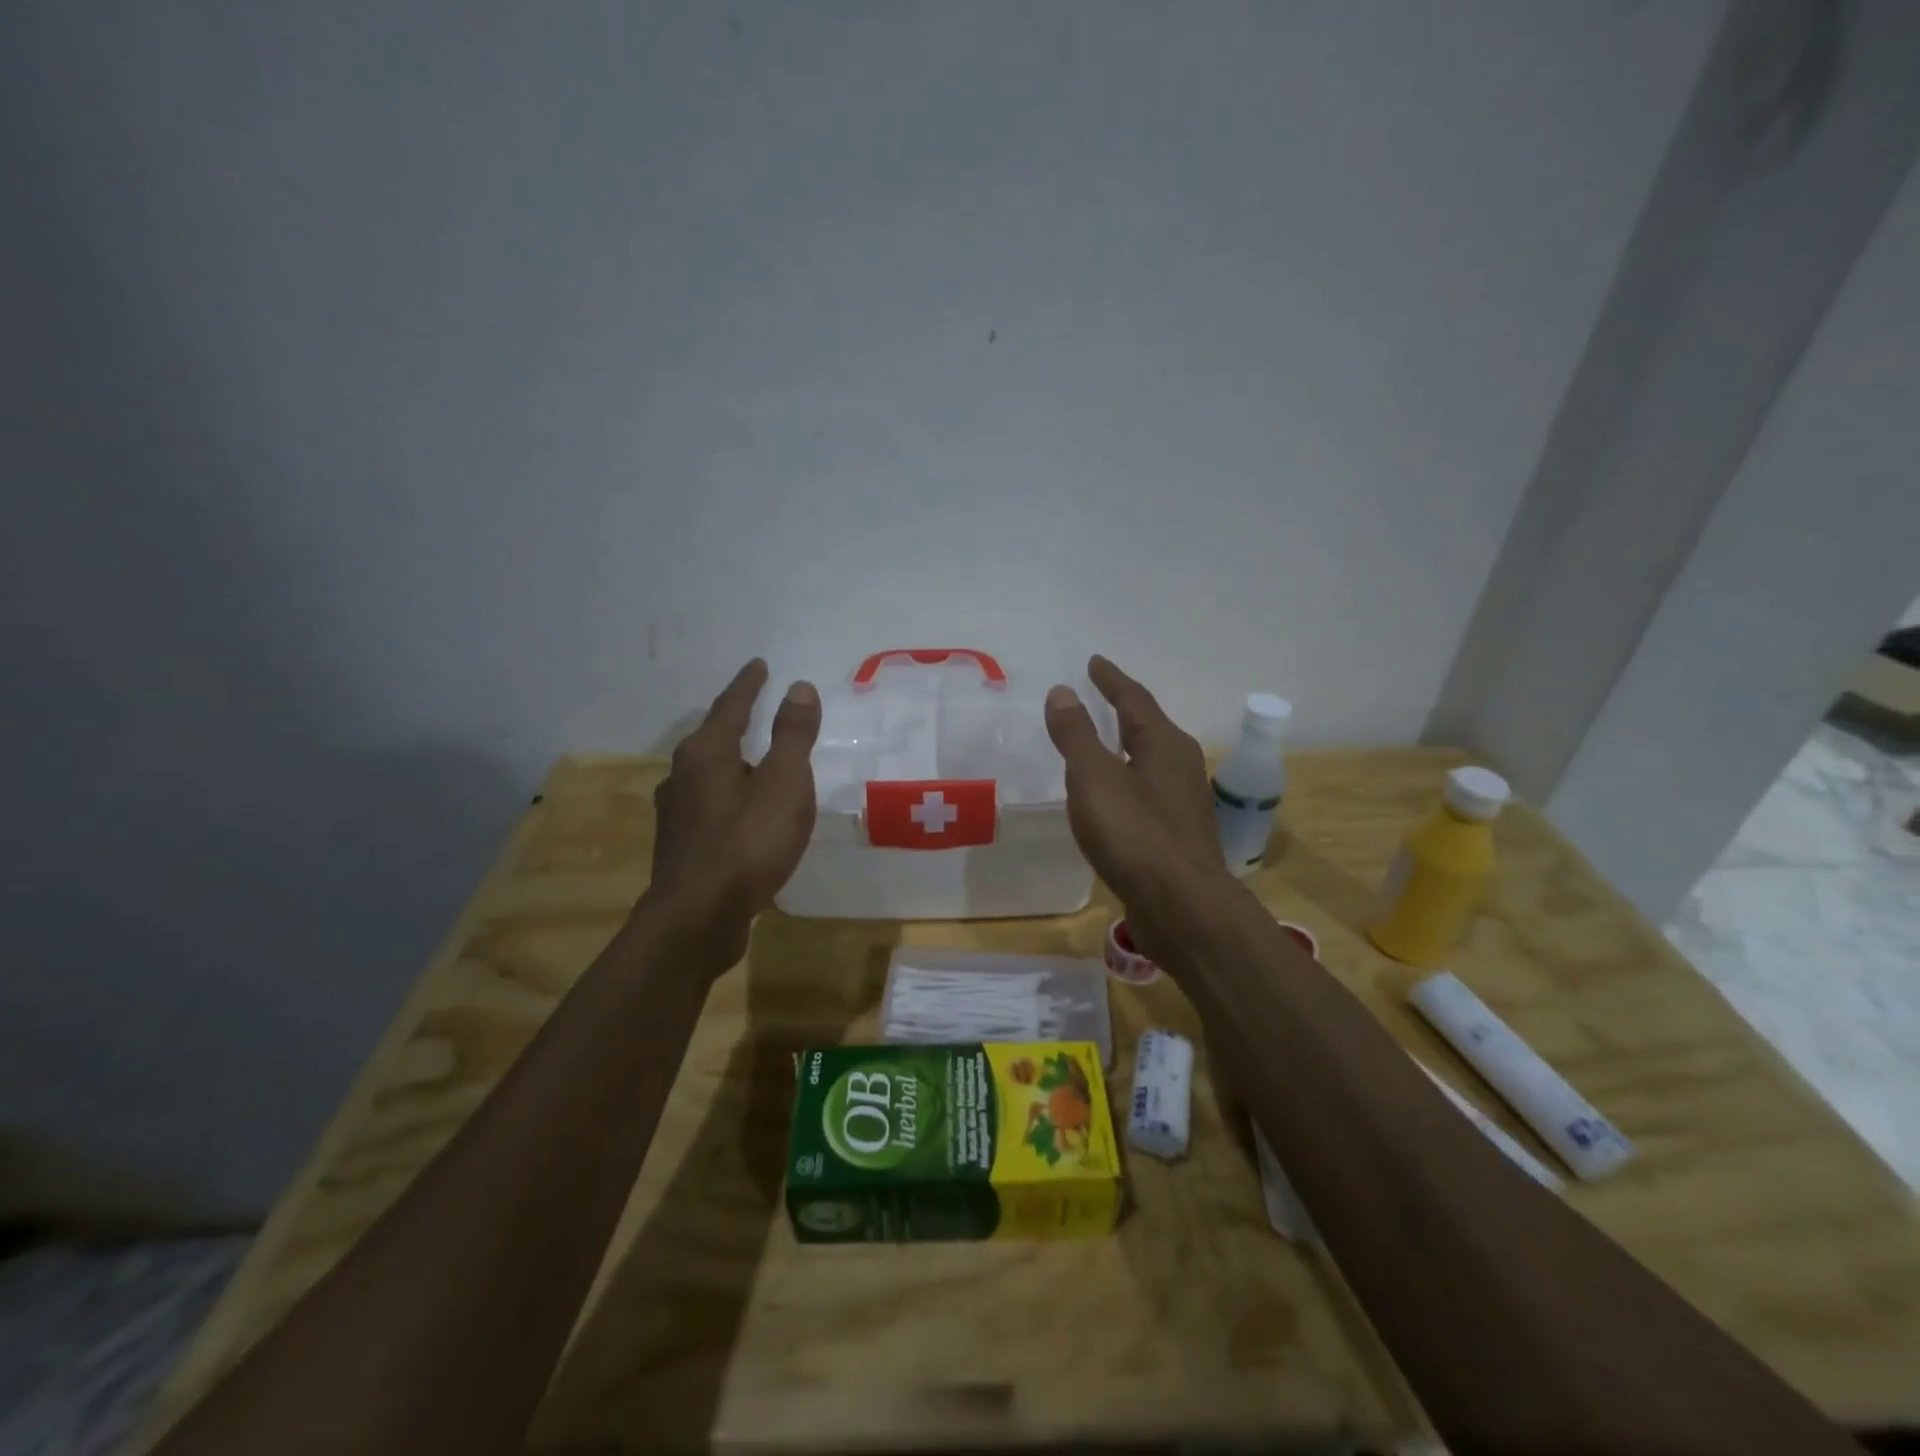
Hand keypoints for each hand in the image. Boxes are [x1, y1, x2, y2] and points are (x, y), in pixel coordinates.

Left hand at [647, 660, 820, 960]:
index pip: (730, 706)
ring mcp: (677, 813)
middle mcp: (682, 775)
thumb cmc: (747, 843)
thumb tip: (798, 687)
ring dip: (731, 761)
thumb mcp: (784, 783)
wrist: (698, 918)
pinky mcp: (681, 846)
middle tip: (756, 709)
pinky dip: (729, 795)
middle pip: (712, 738)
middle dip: (734, 722)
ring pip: (707, 774)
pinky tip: (741, 812)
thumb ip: (792, 735)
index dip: (748, 685)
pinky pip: (709, 805)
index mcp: (706, 753)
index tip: (759, 665)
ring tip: (754, 761)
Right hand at [1045, 656, 1226, 955]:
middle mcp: (1182, 765)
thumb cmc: (1134, 833)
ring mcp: (1185, 801)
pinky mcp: (1179, 834)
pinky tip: (1114, 797)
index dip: (1111, 680)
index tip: (1094, 662)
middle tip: (1099, 697)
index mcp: (1164, 743)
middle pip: (1149, 727)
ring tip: (1104, 743)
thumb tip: (1062, 691)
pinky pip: (1148, 791)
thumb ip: (1076, 734)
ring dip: (1128, 746)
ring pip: (1152, 761)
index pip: (1134, 699)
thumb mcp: (1093, 777)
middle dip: (1124, 711)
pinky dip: (1128, 780)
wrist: (1181, 906)